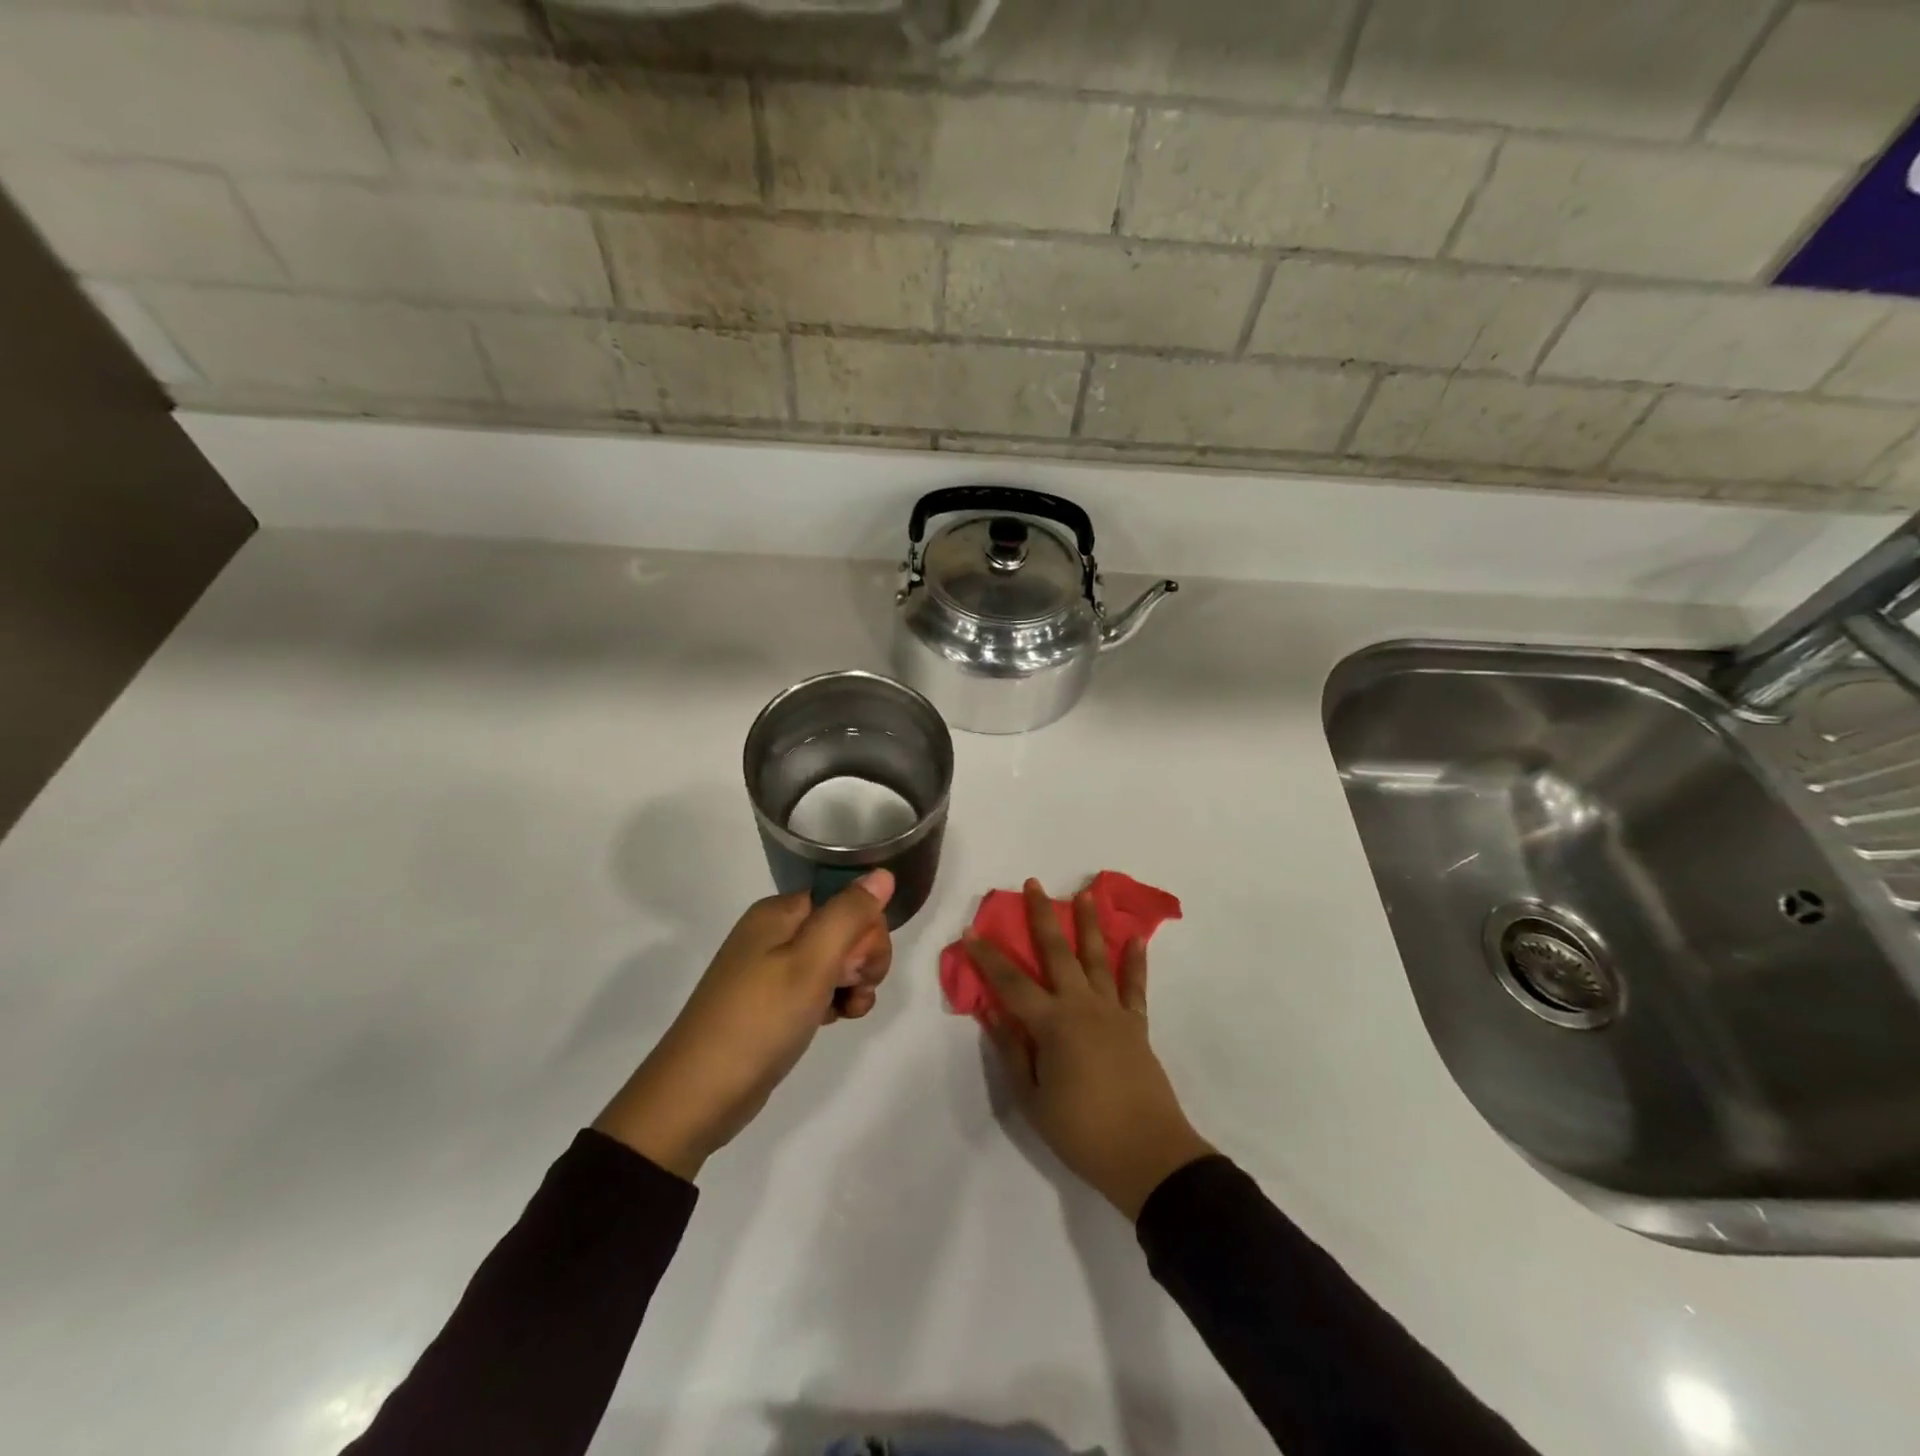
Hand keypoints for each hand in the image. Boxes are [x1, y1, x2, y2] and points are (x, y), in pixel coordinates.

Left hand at [594, 869, 894, 1178]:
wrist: (698, 1095)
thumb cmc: (760, 1019)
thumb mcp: (812, 962)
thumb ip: (849, 914)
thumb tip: (882, 874)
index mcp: (779, 912)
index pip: (844, 898)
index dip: (865, 927)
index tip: (862, 963)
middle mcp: (774, 932)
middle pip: (842, 928)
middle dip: (862, 958)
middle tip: (853, 987)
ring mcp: (771, 969)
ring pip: (834, 961)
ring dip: (853, 983)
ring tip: (848, 1011)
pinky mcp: (772, 1003)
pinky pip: (817, 988)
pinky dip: (834, 1001)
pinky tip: (836, 1021)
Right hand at [967, 879, 1213, 1219]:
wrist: (1148, 1155)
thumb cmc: (1082, 1132)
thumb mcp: (1033, 1100)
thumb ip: (1013, 1053)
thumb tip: (995, 1014)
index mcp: (1052, 1024)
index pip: (1011, 982)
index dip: (988, 956)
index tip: (971, 930)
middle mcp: (1082, 1006)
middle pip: (1057, 952)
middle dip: (1042, 916)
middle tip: (1033, 884)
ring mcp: (1113, 1011)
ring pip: (1097, 957)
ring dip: (1089, 924)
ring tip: (1086, 894)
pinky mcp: (1137, 1024)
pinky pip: (1135, 985)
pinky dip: (1135, 960)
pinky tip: (1135, 938)